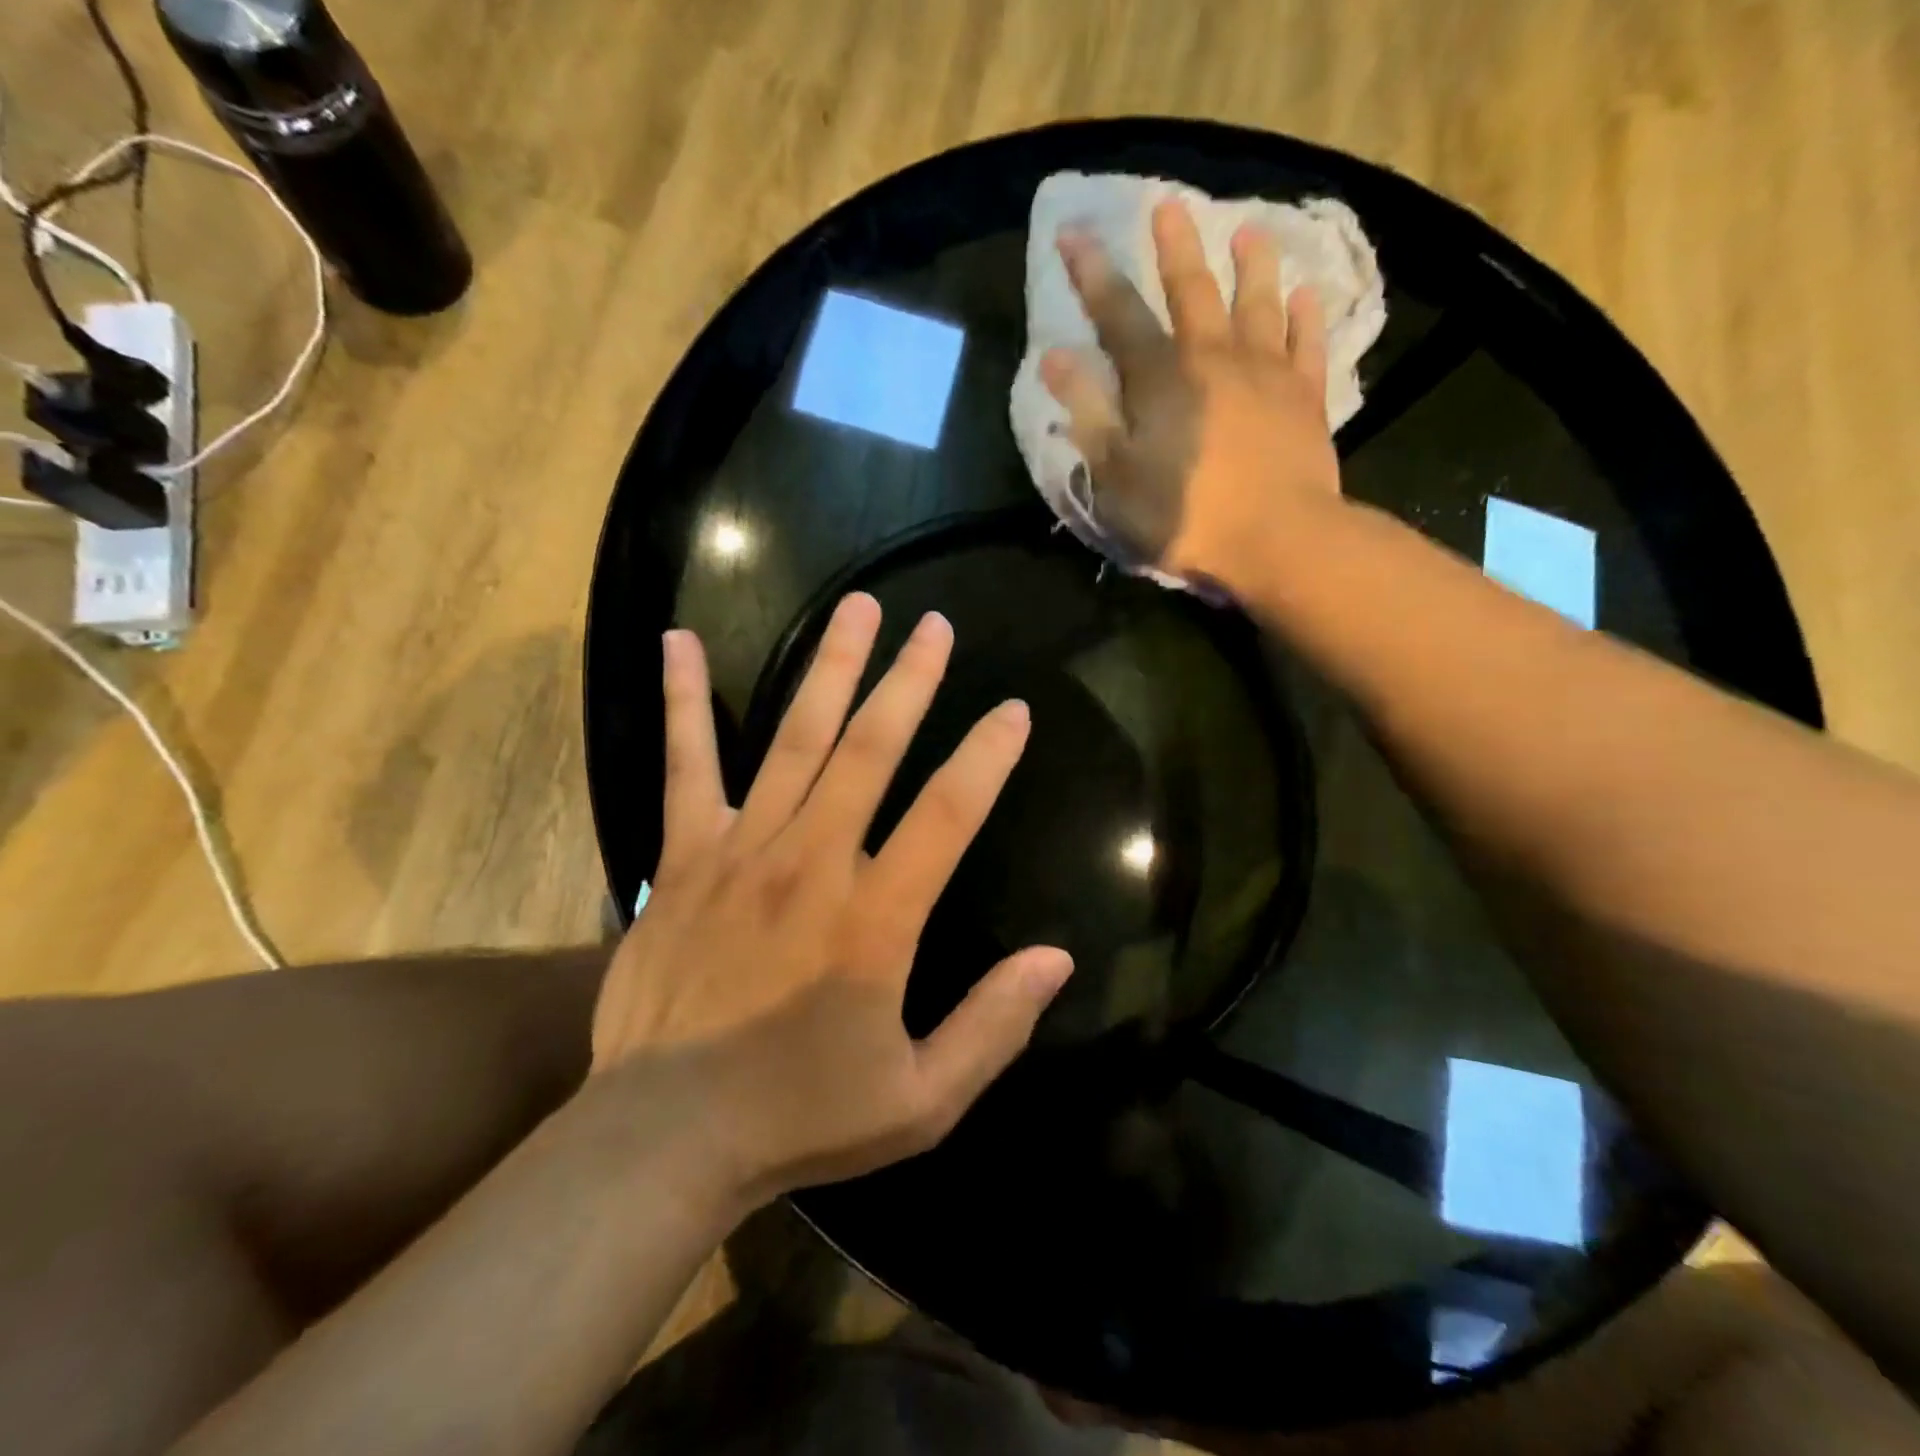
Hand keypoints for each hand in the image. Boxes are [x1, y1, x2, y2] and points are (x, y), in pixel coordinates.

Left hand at [590, 593, 1073, 1203]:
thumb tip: (1057, 959)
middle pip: (871, 750)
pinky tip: (678, 642)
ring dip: (833, 668)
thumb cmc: (801, 1117)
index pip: (947, 815)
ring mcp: (742, 850)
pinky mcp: (683, 855)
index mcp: (875, 920)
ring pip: (796, 739)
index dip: (986, 758)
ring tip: (858, 608)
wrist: (665, 1136)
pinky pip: (686, 764)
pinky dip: (684, 700)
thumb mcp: (921, 1101)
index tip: (1013, 711)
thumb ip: (993, 1026)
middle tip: (934, 626)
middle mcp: (813, 863)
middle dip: (909, 681)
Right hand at [1041, 197, 1344, 596]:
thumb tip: (1054, 358)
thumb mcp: (1116, 476)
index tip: (1074, 232)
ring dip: (1252, 265)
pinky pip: (1308, 343)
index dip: (1093, 274)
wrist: (1276, 538)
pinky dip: (1307, 315)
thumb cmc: (1185, 515)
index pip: (1119, 314)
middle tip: (1170, 204)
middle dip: (1175, 247)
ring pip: (1258, 303)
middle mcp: (1214, 357)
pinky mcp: (1306, 396)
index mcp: (1161, 378)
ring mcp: (1267, 372)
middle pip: (1192, 290)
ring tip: (1250, 232)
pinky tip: (1307, 294)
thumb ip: (1088, 414)